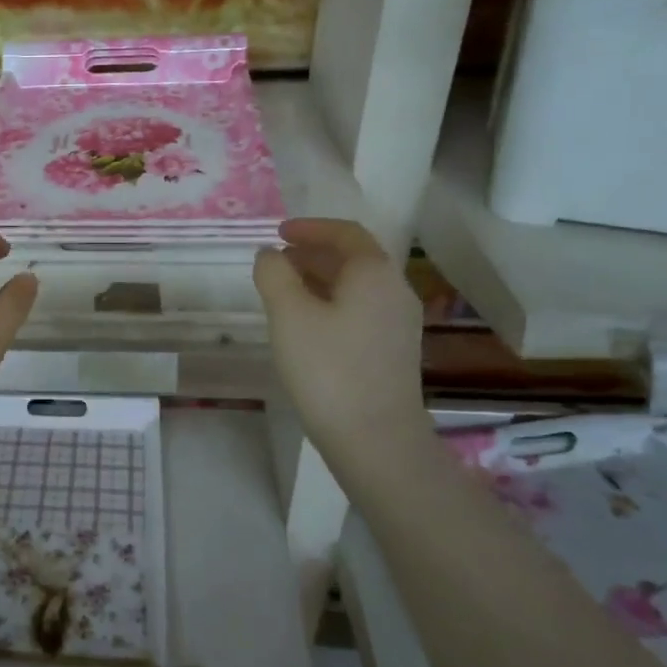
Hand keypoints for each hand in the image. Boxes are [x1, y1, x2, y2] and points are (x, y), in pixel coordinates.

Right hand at [254, 218, 427, 471]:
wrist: (375, 437)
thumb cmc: (328, 368)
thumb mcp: (289, 315)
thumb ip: (274, 275)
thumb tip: (268, 255)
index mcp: (374, 273)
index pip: (345, 233)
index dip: (310, 228)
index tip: (278, 233)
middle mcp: (394, 290)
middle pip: (354, 258)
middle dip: (313, 254)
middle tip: (277, 262)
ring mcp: (398, 323)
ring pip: (357, 287)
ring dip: (321, 279)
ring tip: (284, 291)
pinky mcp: (393, 351)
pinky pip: (360, 310)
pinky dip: (331, 303)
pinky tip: (307, 326)